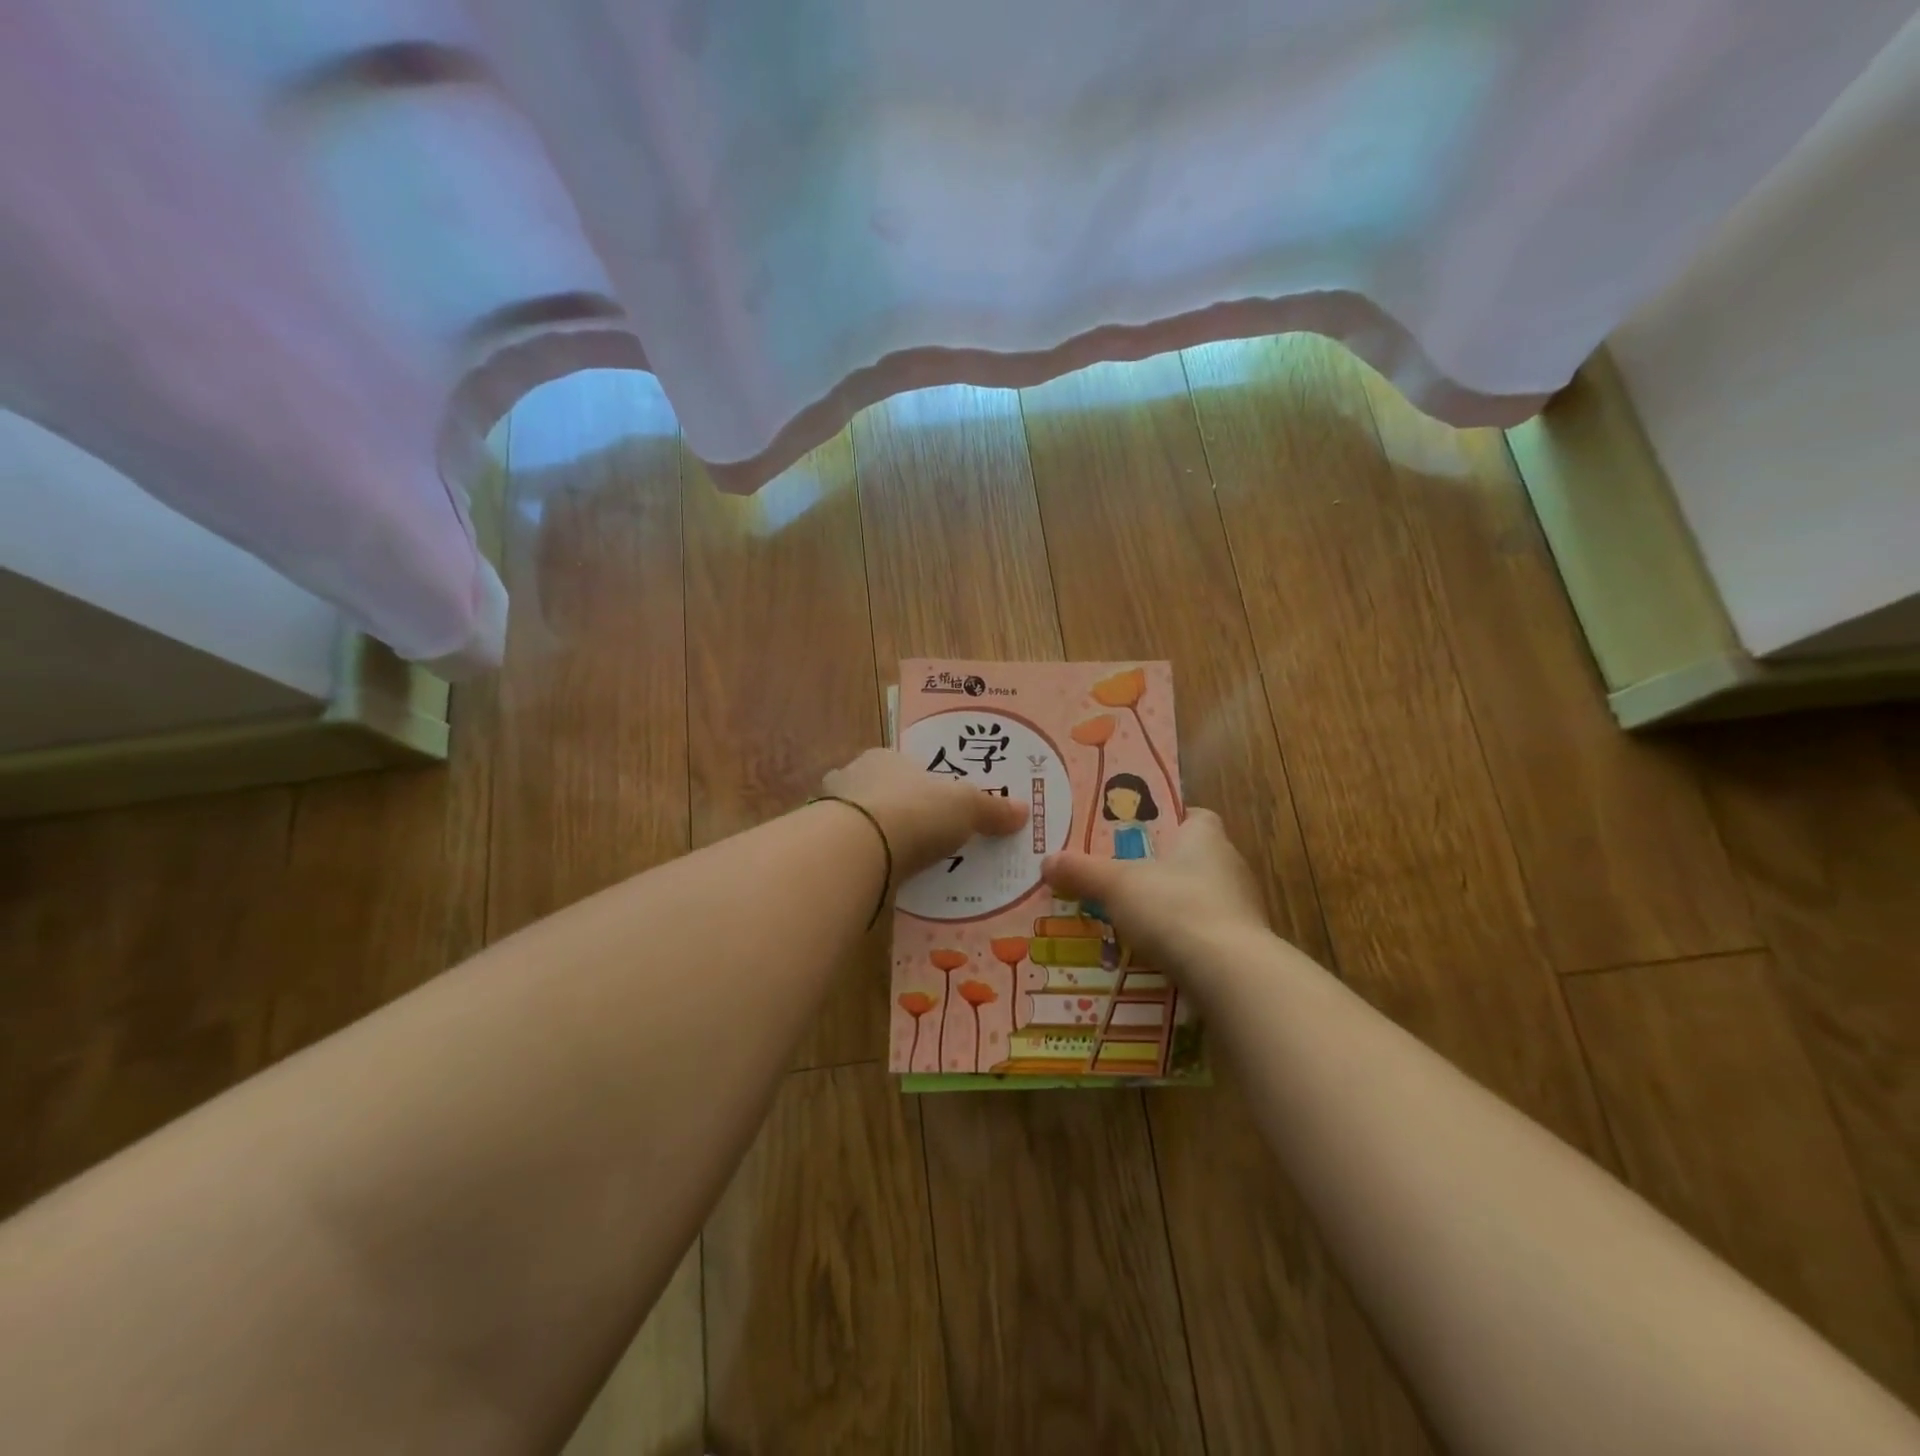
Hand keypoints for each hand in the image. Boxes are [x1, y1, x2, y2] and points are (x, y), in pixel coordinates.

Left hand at [821, 748, 1028, 879]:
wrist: (855, 850)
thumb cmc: (914, 811)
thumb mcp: (966, 806)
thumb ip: (992, 809)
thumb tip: (1024, 811)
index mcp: (884, 758)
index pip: (904, 766)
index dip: (923, 784)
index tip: (938, 806)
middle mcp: (852, 778)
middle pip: (880, 794)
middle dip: (899, 812)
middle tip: (924, 838)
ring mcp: (830, 814)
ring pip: (860, 825)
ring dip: (878, 841)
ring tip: (904, 866)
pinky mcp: (821, 850)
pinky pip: (850, 855)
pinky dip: (863, 866)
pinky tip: (881, 883)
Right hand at [1041, 808, 1267, 970]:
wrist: (1229, 974)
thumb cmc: (1174, 907)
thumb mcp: (1116, 885)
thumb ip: (1082, 871)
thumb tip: (1047, 861)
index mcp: (1206, 837)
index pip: (1194, 817)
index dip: (1168, 822)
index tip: (1138, 835)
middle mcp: (1230, 866)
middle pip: (1193, 859)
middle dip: (1161, 869)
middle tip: (1121, 878)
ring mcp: (1240, 909)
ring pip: (1199, 899)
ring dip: (1171, 908)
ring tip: (1131, 921)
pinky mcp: (1242, 948)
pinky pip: (1205, 936)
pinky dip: (1182, 942)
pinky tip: (1154, 955)